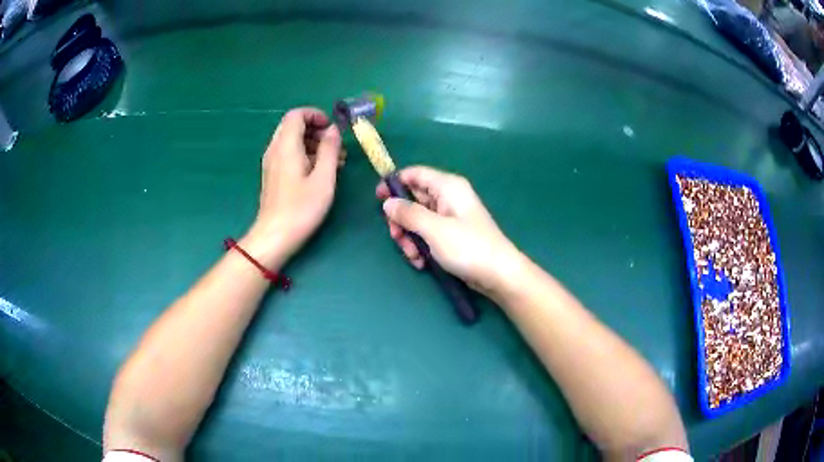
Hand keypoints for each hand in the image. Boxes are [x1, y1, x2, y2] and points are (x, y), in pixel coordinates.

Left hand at [243, 108, 344, 265]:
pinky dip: (304, 154)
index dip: (316, 115)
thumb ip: (330, 149)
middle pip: (293, 126)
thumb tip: (333, 130)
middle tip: (335, 145)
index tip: (332, 129)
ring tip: (334, 161)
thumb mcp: (323, 178)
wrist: (274, 236)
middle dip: (316, 130)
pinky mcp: (272, 175)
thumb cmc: (301, 208)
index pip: (297, 114)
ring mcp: (271, 162)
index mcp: (286, 145)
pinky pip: (288, 154)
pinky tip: (320, 171)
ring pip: (291, 140)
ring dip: (312, 143)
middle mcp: (275, 149)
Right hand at [376, 166, 522, 296]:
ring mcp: (449, 218)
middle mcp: (448, 198)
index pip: (415, 174)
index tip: (378, 199)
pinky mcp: (451, 236)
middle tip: (398, 238)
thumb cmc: (468, 247)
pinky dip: (421, 247)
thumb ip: (408, 214)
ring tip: (415, 256)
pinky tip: (423, 262)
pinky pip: (427, 235)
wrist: (498, 275)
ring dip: (410, 238)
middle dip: (402, 221)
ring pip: (417, 221)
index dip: (394, 183)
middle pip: (413, 200)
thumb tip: (388, 203)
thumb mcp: (434, 229)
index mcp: (447, 187)